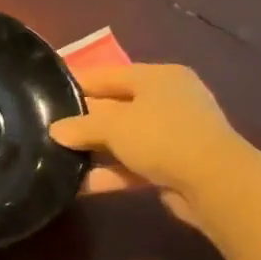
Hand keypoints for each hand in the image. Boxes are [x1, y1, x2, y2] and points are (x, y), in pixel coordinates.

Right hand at [50, 64, 239, 227]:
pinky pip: (134, 164)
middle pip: (115, 106)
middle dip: (84, 120)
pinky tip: (81, 185)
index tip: (46, 92)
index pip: (107, 74)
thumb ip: (82, 126)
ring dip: (95, 150)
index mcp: (157, 77)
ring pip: (124, 138)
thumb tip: (56, 130)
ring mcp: (173, 134)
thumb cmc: (163, 137)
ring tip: (59, 159)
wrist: (215, 183)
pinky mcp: (174, 165)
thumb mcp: (114, 125)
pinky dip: (111, 173)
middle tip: (48, 129)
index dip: (76, 82)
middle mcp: (167, 100)